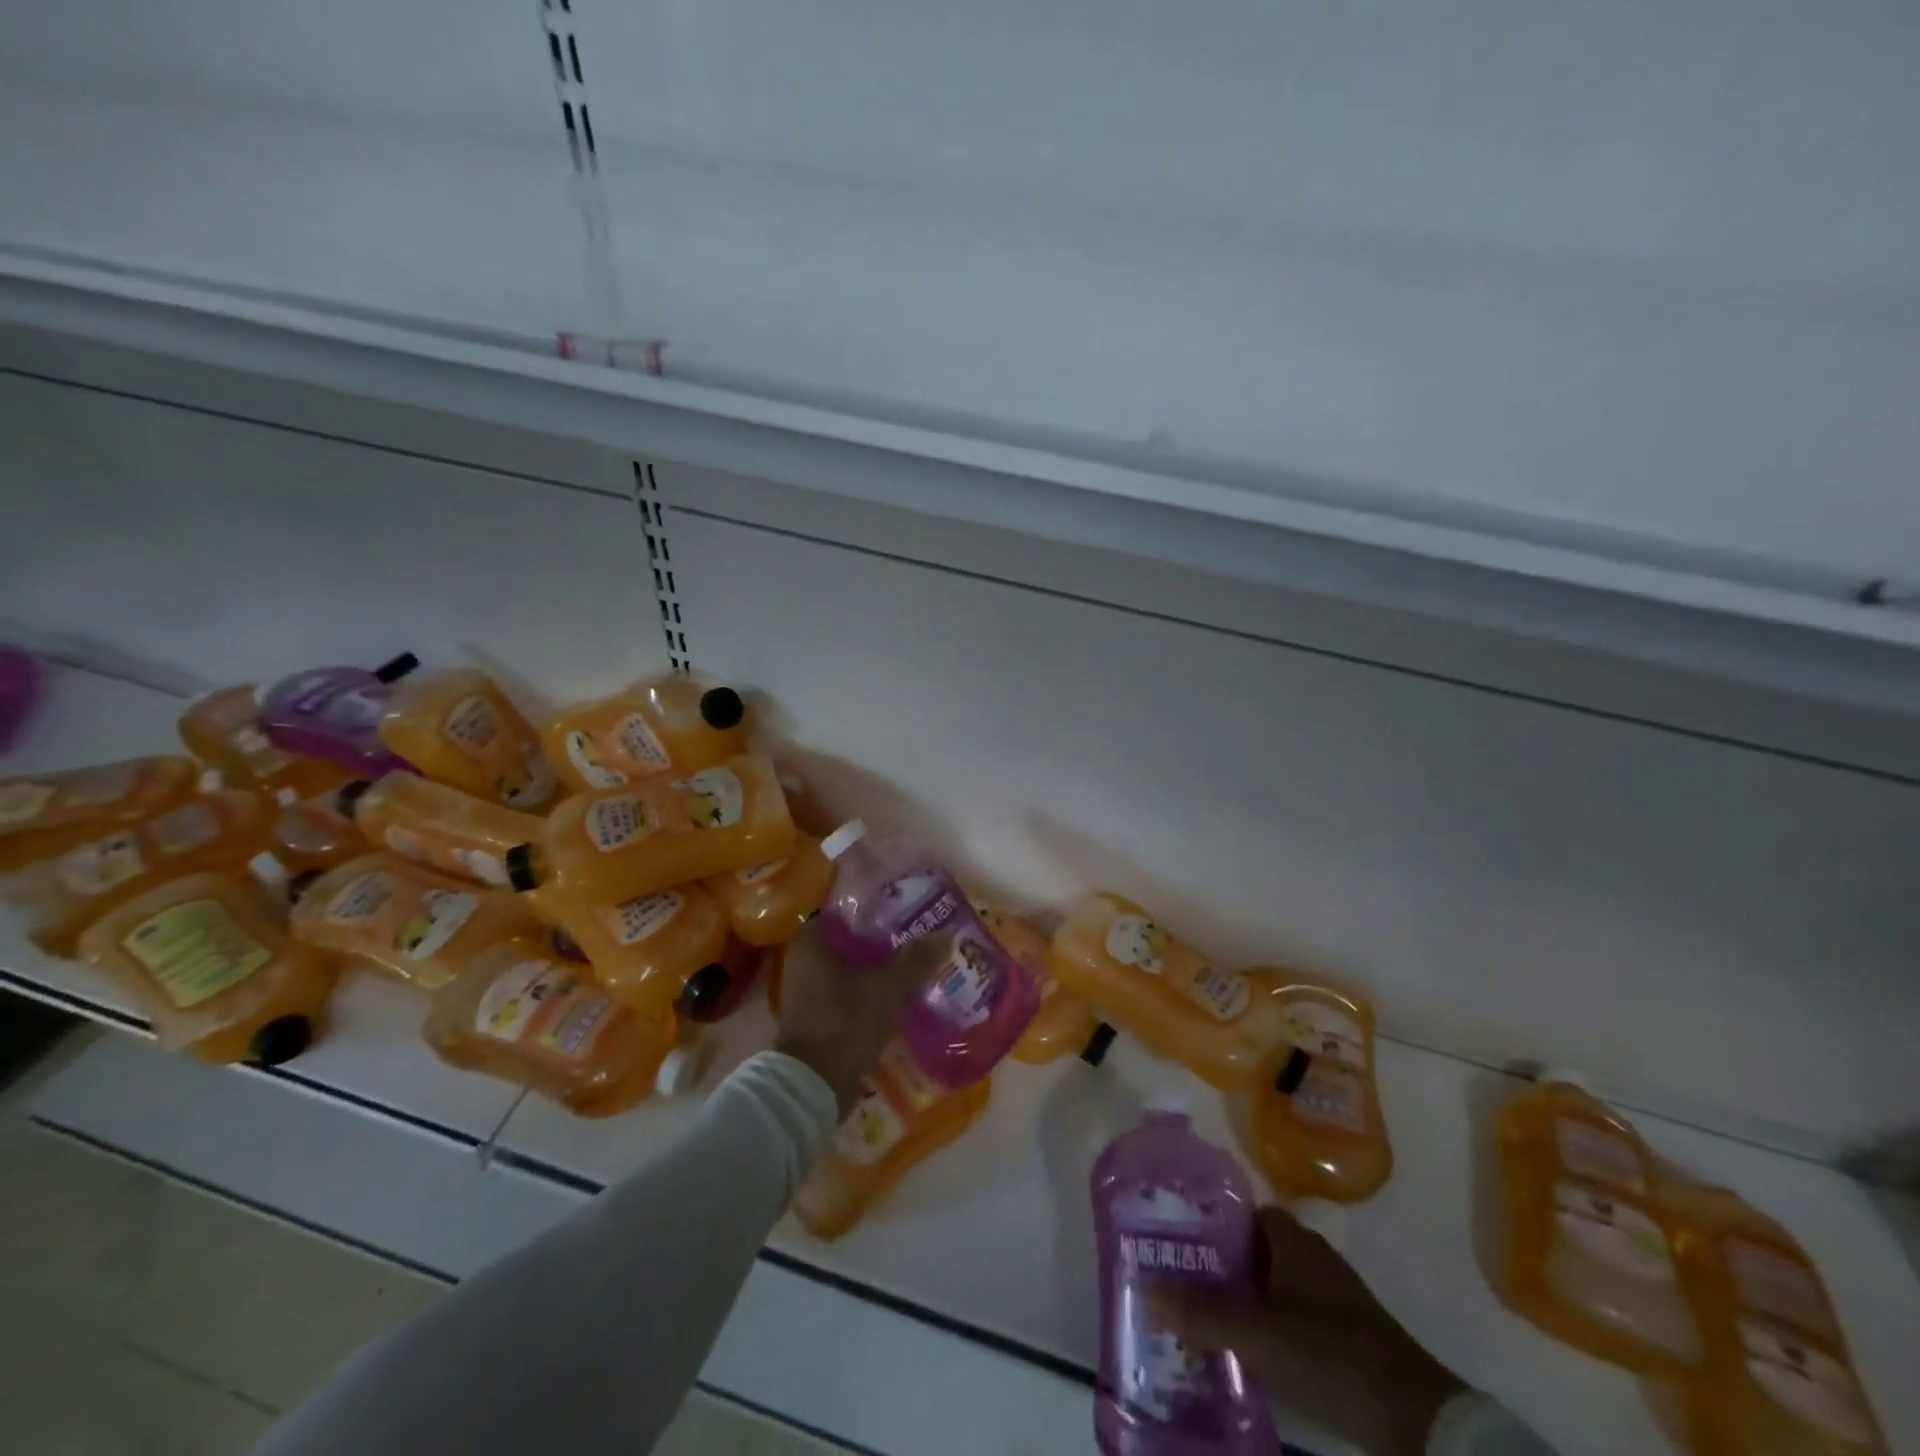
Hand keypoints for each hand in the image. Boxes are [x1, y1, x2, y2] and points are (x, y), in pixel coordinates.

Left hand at [772, 923, 943, 1117]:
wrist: (813, 1087)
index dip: (867, 904)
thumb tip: (946, 934)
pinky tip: (898, 994)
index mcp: (811, 945)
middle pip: (846, 940)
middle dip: (877, 938)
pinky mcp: (818, 1020)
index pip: (839, 909)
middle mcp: (804, 964)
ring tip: (912, 960)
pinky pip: (847, 995)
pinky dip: (869, 992)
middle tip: (912, 930)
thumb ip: (915, 961)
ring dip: (875, 967)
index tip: (896, 902)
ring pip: (848, 970)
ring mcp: (809, 994)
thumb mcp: (886, 989)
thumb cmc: (844, 1024)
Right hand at [1152, 1205, 1462, 1455]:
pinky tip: (1242, 1352)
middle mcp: (1310, 1256)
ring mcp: (1330, 1295)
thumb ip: (1201, 1312)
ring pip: (1270, 1285)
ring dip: (1239, 1299)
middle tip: (1176, 1282)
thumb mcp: (1258, 1335)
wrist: (1417, 1419)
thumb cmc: (1330, 1355)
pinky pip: (1289, 1315)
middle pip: (1251, 1249)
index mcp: (1292, 1239)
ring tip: (1198, 1319)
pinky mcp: (1343, 1333)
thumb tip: (1145, 1287)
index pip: (1240, 1212)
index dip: (1207, 1222)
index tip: (1173, 1239)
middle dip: (1216, 1265)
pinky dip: (1264, 1326)